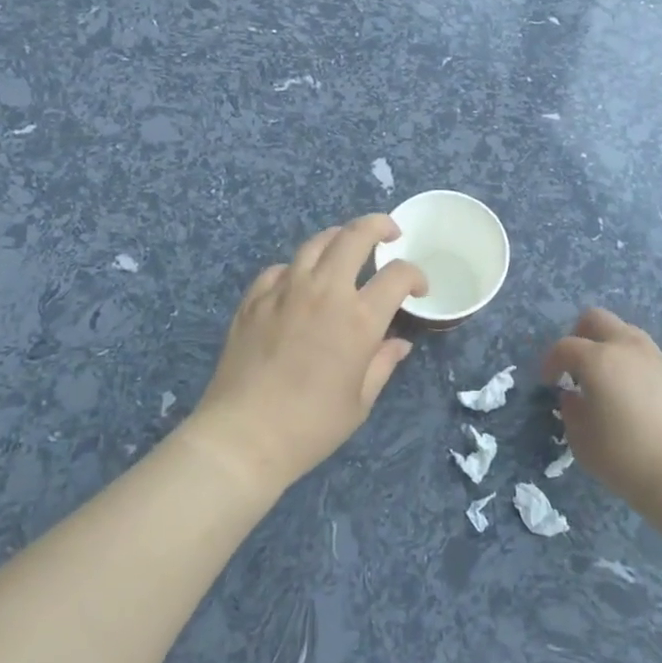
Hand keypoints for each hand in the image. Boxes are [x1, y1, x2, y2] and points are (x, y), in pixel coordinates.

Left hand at [184, 214, 427, 492]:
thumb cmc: (311, 426)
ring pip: (316, 242)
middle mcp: (324, 291)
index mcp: (358, 318)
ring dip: (339, 237)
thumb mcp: (359, 401)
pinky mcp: (254, 299)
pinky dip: (298, 268)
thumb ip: (382, 363)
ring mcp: (285, 290)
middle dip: (379, 225)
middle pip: (356, 236)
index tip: (418, 289)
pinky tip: (300, 282)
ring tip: (347, 247)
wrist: (243, 437)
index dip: (415, 275)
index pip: (398, 275)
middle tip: (390, 233)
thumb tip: (399, 343)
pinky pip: (281, 268)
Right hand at [542, 308, 661, 511]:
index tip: (549, 381)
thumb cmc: (626, 459)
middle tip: (574, 365)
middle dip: (579, 335)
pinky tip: (629, 391)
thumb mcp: (582, 441)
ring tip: (604, 377)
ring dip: (607, 344)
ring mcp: (654, 356)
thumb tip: (573, 395)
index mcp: (598, 359)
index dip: (551, 362)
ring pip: (623, 330)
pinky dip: (629, 360)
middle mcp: (626, 347)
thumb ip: (571, 411)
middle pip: (596, 319)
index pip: (565, 347)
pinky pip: (643, 351)